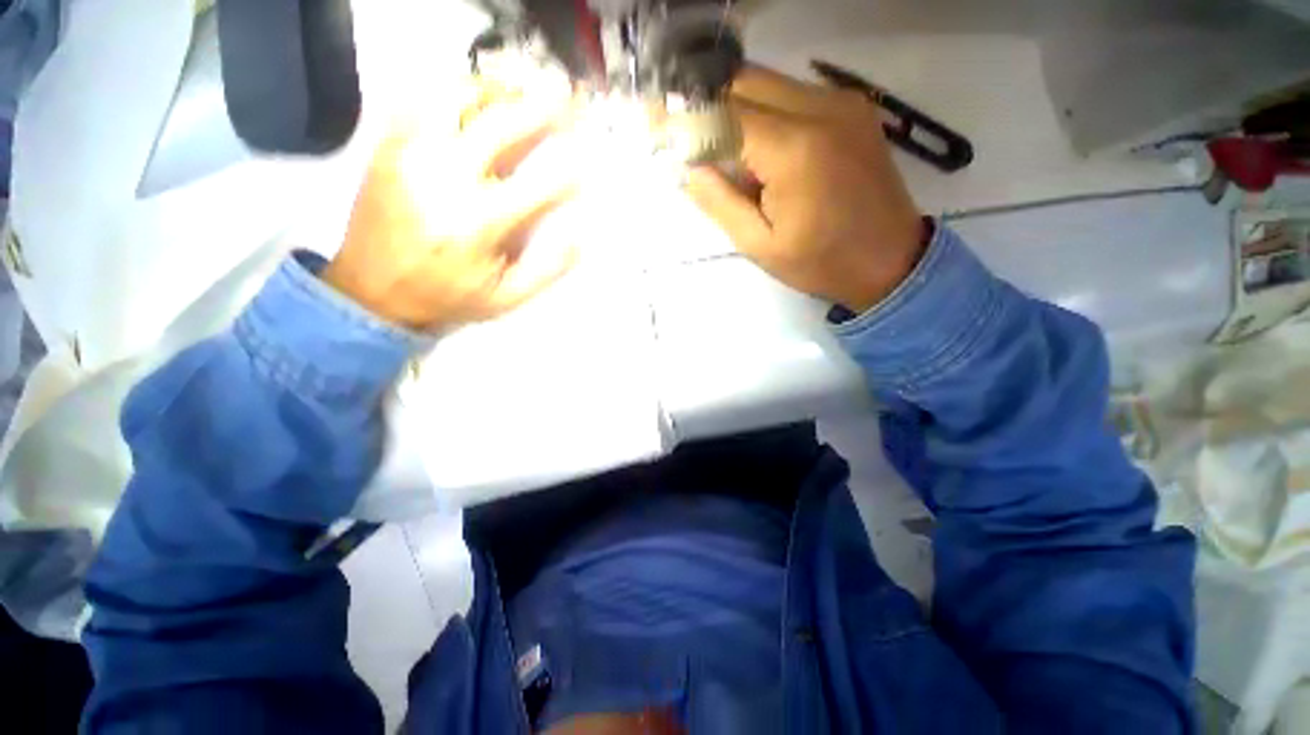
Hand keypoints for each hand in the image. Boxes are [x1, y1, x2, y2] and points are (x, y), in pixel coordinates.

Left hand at [323, 77, 578, 331]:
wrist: (371, 292)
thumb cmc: (447, 296)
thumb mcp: (506, 298)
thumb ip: (547, 270)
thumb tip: (579, 237)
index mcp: (480, 221)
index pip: (540, 185)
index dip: (570, 173)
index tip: (585, 168)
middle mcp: (447, 176)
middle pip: (503, 124)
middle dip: (544, 110)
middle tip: (568, 102)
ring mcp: (412, 154)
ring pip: (459, 97)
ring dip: (499, 92)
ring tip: (520, 95)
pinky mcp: (389, 146)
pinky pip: (424, 101)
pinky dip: (456, 95)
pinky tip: (475, 104)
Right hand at [686, 67, 925, 312]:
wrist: (891, 261)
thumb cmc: (821, 263)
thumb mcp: (759, 244)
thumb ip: (718, 200)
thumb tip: (685, 166)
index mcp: (795, 149)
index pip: (724, 110)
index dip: (686, 115)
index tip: (655, 121)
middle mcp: (821, 108)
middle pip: (745, 82)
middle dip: (707, 105)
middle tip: (686, 136)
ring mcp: (842, 102)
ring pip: (769, 83)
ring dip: (735, 109)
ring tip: (720, 150)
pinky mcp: (852, 108)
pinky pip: (793, 95)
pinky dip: (765, 112)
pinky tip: (758, 149)